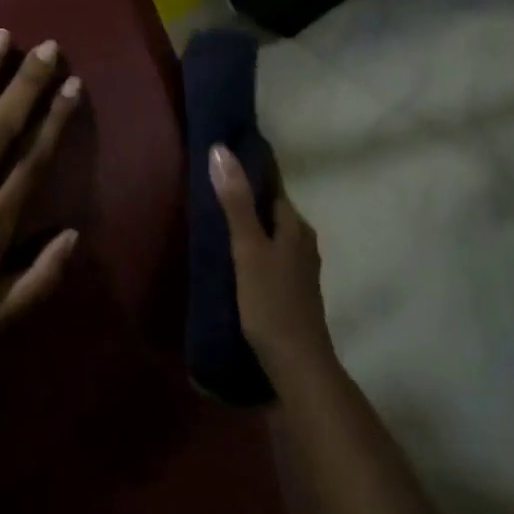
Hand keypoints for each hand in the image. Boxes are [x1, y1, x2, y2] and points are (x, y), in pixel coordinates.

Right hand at [209, 145, 333, 378]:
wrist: (296, 364)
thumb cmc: (271, 302)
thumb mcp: (248, 249)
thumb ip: (235, 202)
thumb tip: (221, 150)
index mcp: (296, 226)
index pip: (273, 186)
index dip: (251, 170)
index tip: (224, 158)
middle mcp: (303, 241)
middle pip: (272, 210)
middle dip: (247, 198)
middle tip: (211, 188)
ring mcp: (300, 268)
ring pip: (272, 234)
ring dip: (250, 225)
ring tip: (216, 220)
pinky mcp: (291, 290)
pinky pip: (270, 256)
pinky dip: (253, 248)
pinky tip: (233, 258)